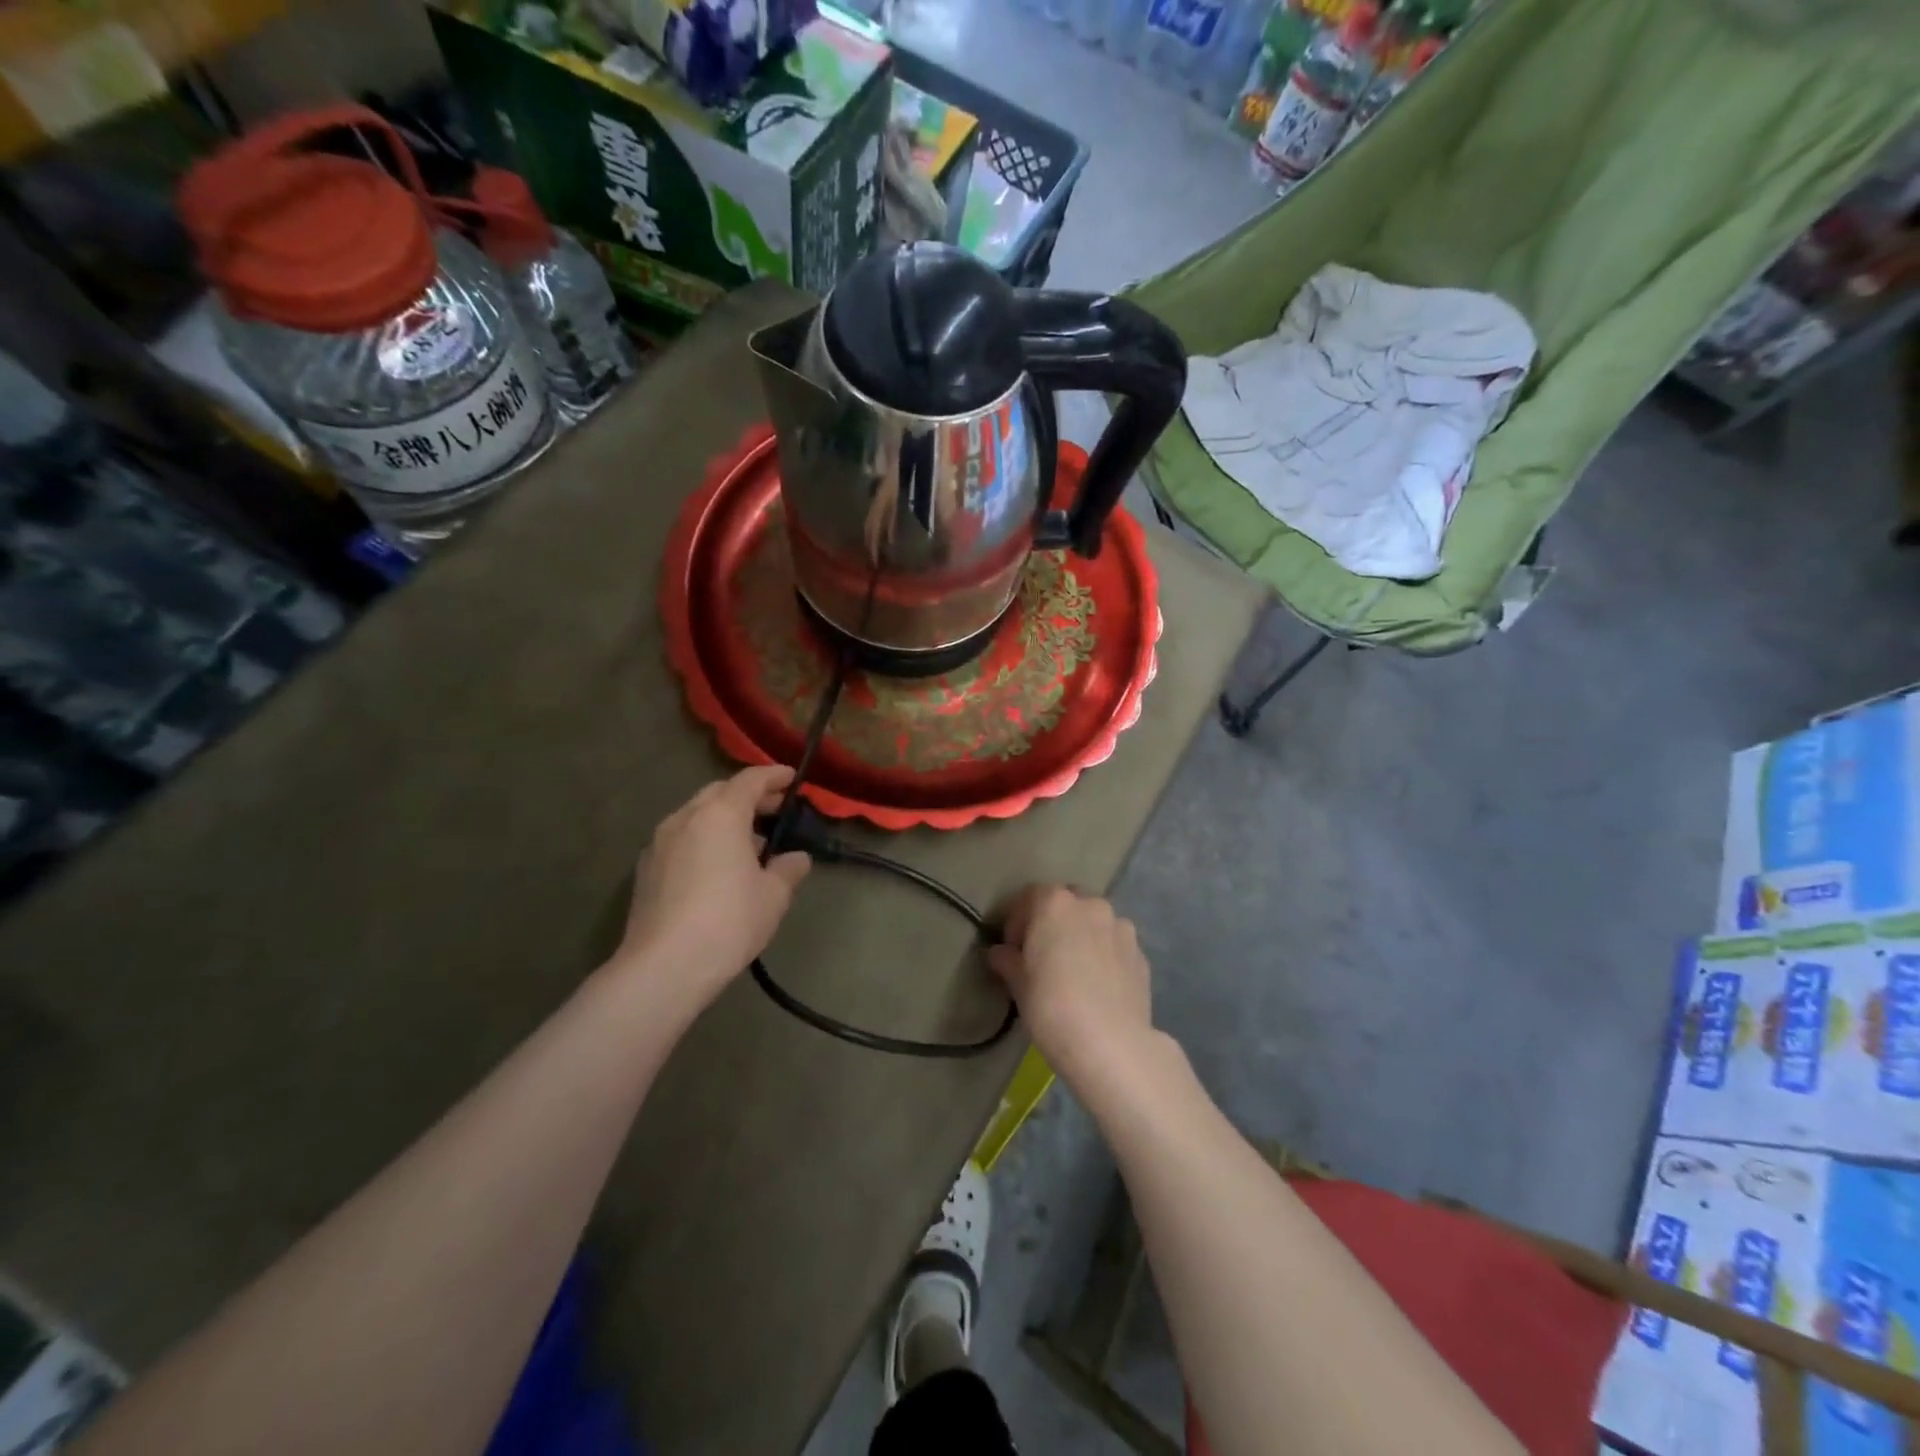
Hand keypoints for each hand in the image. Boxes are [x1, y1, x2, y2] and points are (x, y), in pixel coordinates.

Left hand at [614, 766, 810, 1007]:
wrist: (664, 966)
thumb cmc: (729, 921)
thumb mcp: (773, 896)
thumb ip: (788, 869)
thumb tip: (796, 859)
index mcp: (721, 815)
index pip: (751, 780)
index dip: (774, 776)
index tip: (792, 778)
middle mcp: (686, 818)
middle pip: (720, 792)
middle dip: (749, 796)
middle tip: (775, 809)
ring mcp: (660, 842)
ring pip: (697, 815)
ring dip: (724, 819)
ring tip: (749, 842)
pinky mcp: (646, 869)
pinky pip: (681, 839)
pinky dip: (703, 839)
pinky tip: (717, 866)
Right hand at [988, 887, 1152, 1074]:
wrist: (1110, 1044)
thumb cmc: (1051, 1006)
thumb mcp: (1018, 984)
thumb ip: (1007, 960)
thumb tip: (999, 953)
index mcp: (1056, 904)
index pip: (1031, 896)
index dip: (1018, 919)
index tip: (1013, 948)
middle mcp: (1092, 905)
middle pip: (1067, 903)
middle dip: (1054, 922)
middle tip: (1043, 955)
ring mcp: (1121, 928)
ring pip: (1095, 922)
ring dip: (1082, 936)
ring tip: (1075, 971)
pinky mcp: (1141, 955)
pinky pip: (1115, 946)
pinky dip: (1104, 955)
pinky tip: (1098, 986)